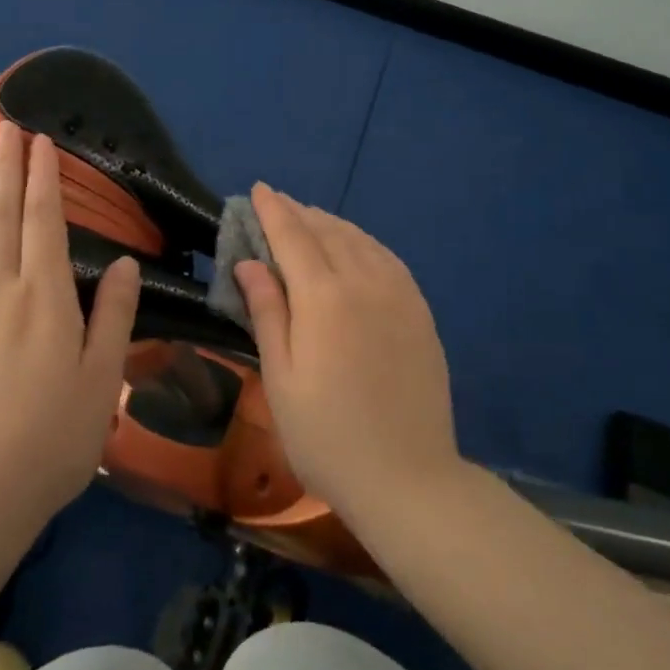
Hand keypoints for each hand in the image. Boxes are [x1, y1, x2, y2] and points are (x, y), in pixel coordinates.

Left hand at [0, 121, 140, 533]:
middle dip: (5, 168)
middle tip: (6, 128)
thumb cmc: (56, 439)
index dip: (42, 177)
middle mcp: (1, 295)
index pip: (42, 222)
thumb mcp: (103, 379)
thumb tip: (123, 263)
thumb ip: (114, 316)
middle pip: (1, 218)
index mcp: (45, 299)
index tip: (40, 141)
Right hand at [232, 185, 461, 526]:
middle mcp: (364, 281)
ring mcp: (398, 294)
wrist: (409, 480)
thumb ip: (267, 312)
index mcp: (323, 297)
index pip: (292, 236)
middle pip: (327, 231)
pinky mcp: (420, 311)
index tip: (258, 189)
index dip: (273, 210)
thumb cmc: (327, 436)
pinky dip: (364, 241)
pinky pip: (387, 258)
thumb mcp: (281, 379)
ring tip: (310, 219)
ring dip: (331, 223)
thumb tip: (249, 262)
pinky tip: (356, 246)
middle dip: (299, 212)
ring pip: (360, 239)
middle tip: (277, 204)